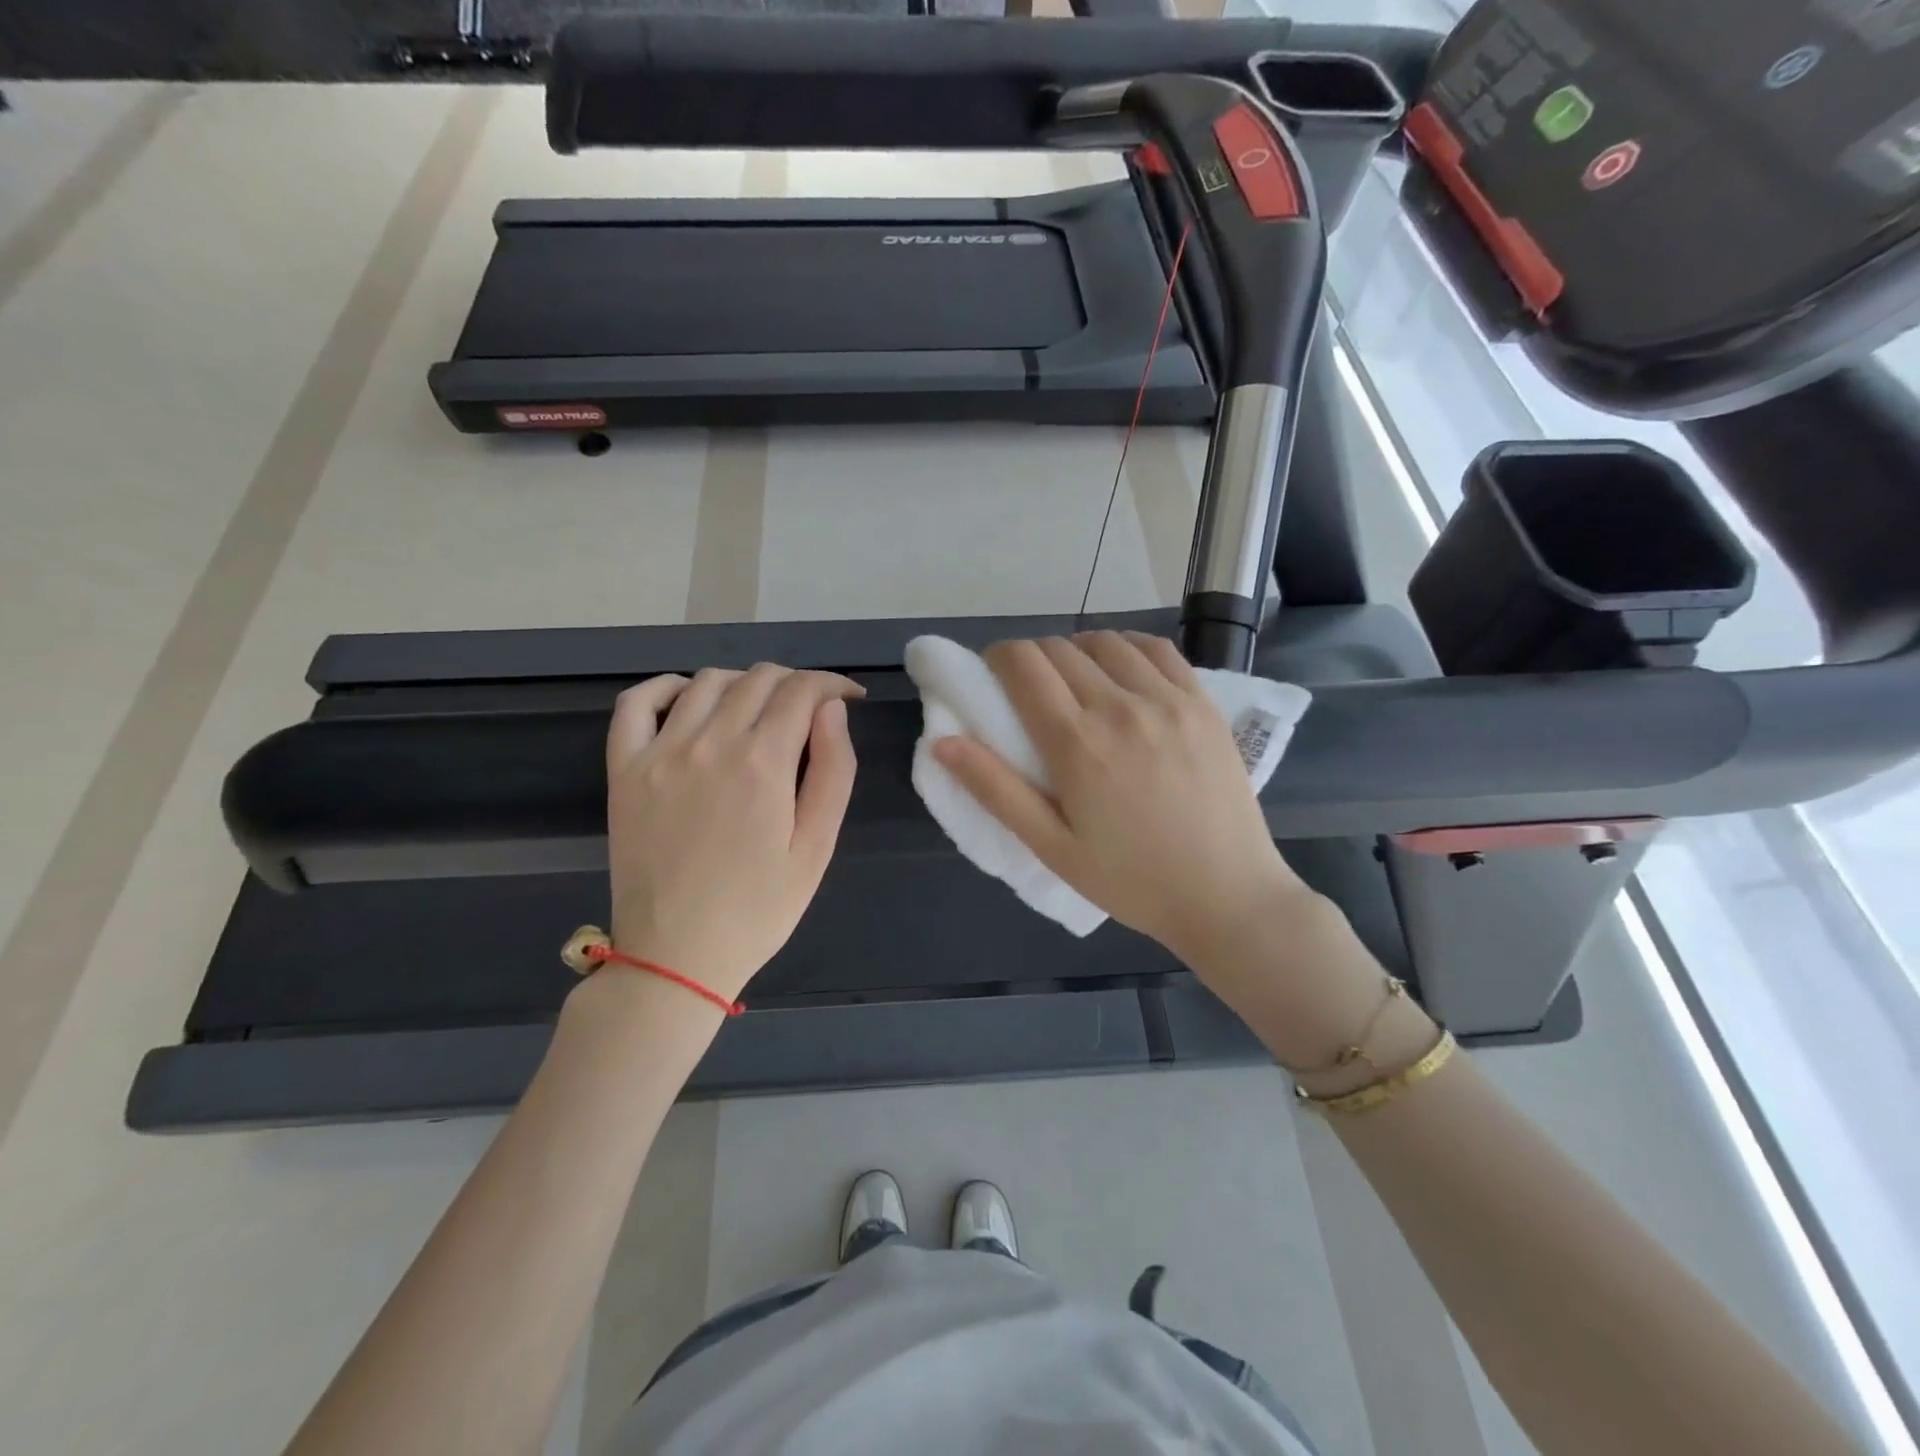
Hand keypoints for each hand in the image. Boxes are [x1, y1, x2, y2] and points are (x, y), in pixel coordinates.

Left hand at [603, 664, 862, 1003]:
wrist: (677, 956)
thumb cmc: (760, 908)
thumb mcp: (818, 847)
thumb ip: (834, 770)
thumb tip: (832, 710)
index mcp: (764, 762)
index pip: (803, 690)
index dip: (833, 684)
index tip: (849, 698)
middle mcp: (710, 742)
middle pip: (759, 679)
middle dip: (796, 684)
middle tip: (811, 712)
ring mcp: (660, 752)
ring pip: (708, 682)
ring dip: (744, 683)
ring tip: (760, 711)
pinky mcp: (624, 769)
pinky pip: (637, 703)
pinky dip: (667, 687)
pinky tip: (690, 700)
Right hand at [932, 632, 1310, 975]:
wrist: (1226, 895)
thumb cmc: (1130, 880)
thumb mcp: (1051, 847)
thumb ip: (995, 790)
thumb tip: (941, 741)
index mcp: (1077, 743)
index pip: (1024, 664)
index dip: (998, 658)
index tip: (992, 677)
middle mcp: (1120, 707)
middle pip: (1059, 648)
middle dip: (1031, 658)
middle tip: (1029, 691)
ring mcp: (1167, 699)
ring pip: (1105, 641)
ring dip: (1077, 650)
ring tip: (1076, 682)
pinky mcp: (1202, 702)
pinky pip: (1156, 648)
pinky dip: (1127, 647)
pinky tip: (1122, 672)